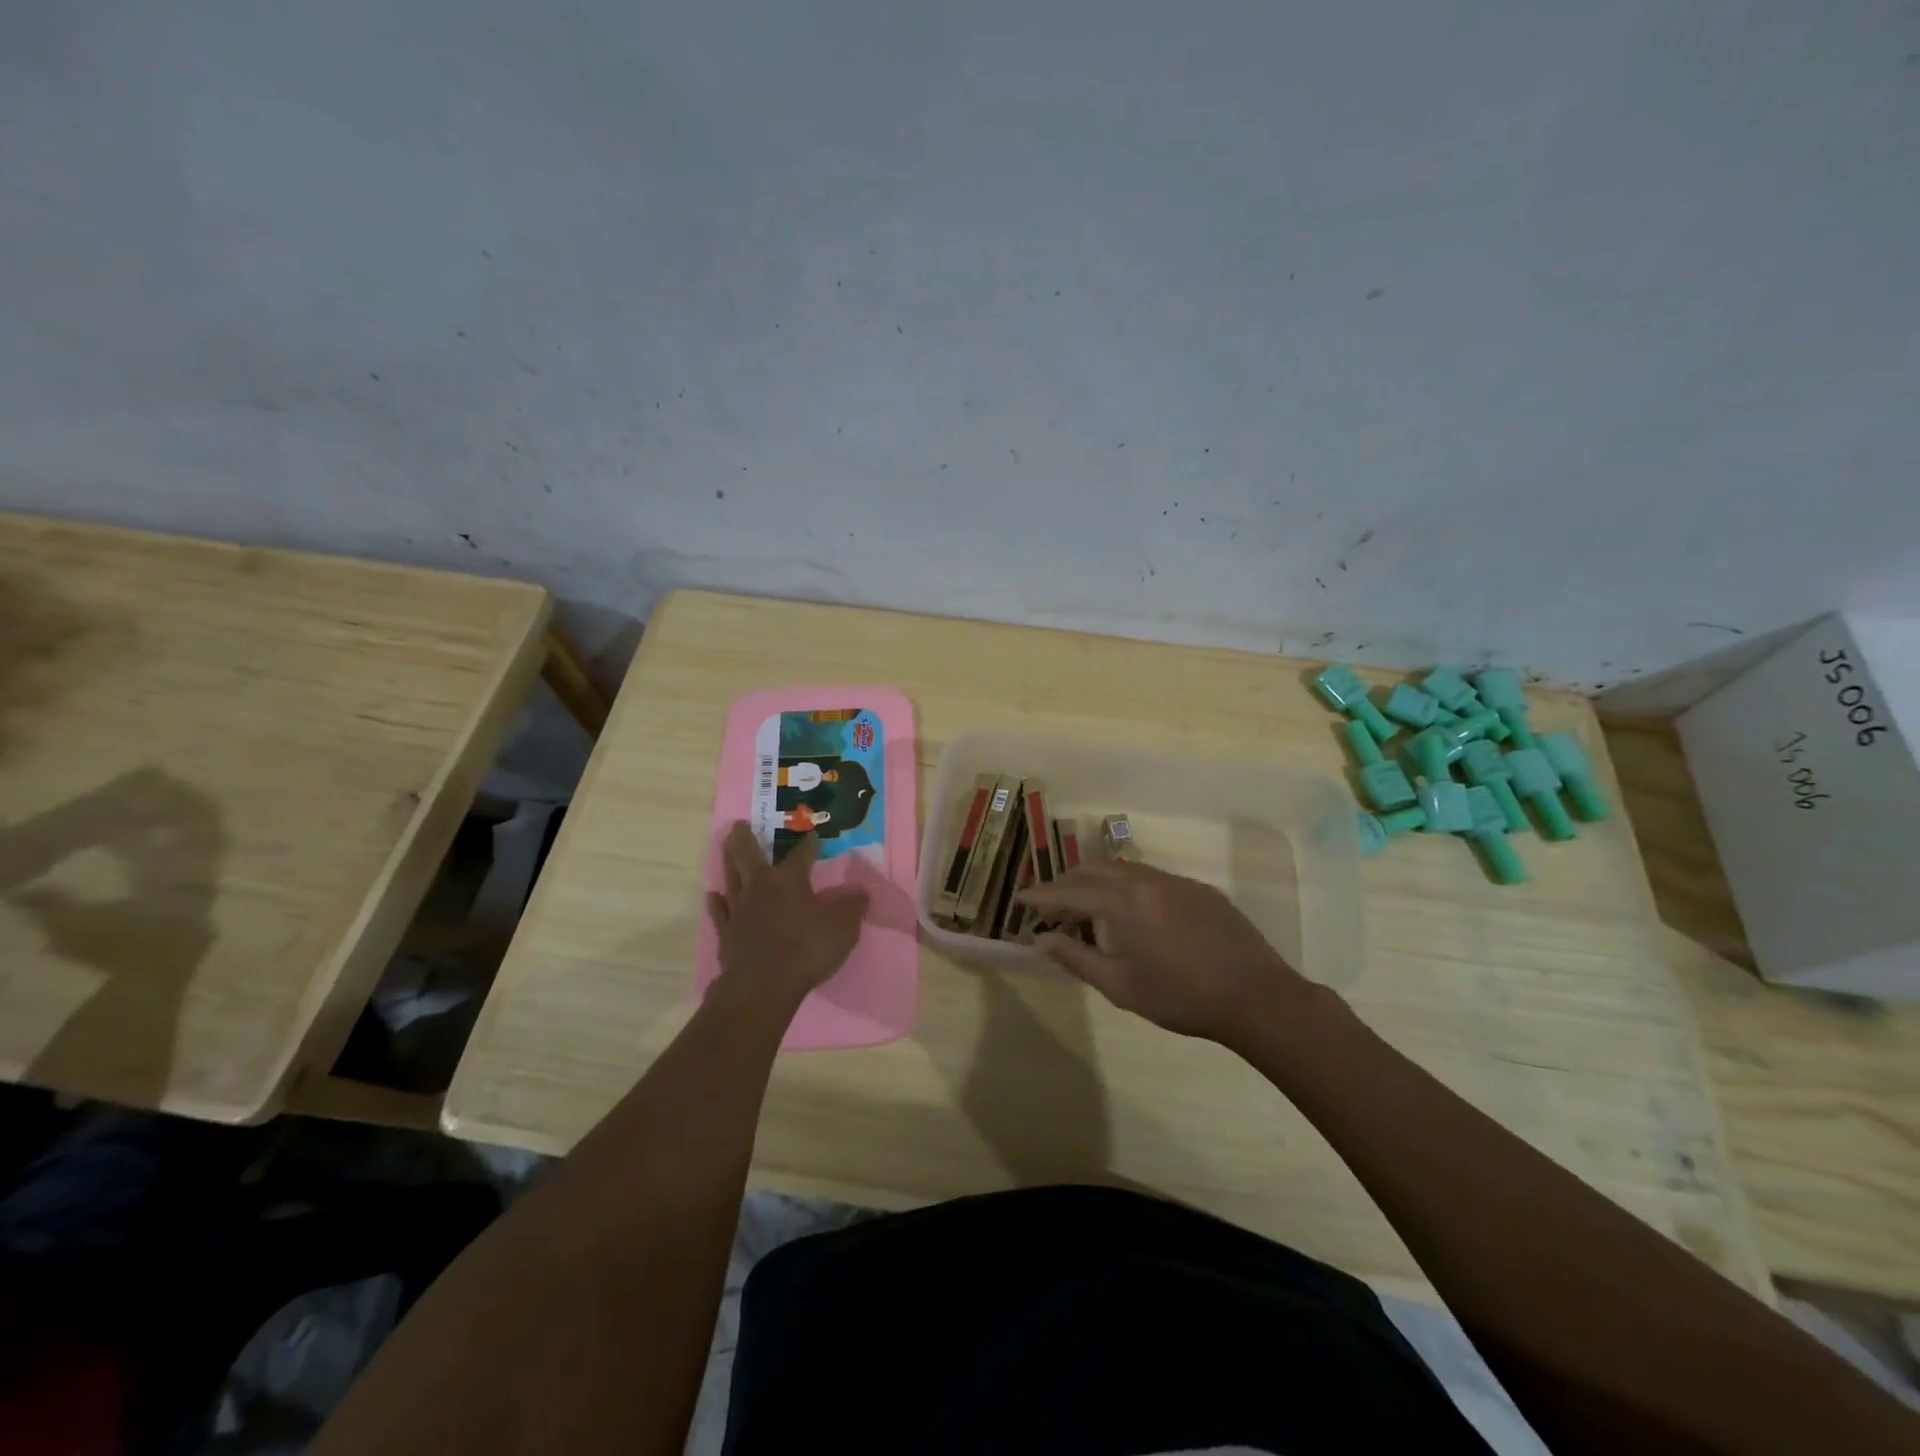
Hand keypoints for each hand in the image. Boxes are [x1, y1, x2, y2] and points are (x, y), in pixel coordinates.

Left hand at [704, 822, 867, 1011]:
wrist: (762, 985)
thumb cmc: (806, 950)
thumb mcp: (842, 929)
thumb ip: (852, 908)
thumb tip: (861, 891)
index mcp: (790, 880)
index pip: (802, 854)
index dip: (809, 843)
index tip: (812, 833)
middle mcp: (761, 887)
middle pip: (749, 855)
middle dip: (745, 837)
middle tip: (739, 824)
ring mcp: (740, 909)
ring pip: (731, 877)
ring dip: (728, 861)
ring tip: (725, 848)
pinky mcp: (726, 933)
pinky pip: (720, 912)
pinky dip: (717, 903)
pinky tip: (713, 896)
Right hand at [1015, 860, 1315, 1049]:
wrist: (1257, 997)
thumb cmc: (1181, 997)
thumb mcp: (1121, 985)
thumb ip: (1076, 958)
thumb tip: (1040, 941)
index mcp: (1122, 901)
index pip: (1069, 891)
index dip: (1040, 896)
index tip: (1019, 900)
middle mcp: (1145, 879)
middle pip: (1093, 870)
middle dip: (1066, 884)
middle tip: (1050, 907)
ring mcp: (1176, 881)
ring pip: (1123, 869)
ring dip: (1097, 883)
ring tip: (1087, 910)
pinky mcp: (1199, 889)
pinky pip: (1151, 878)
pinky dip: (1127, 887)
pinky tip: (1133, 915)